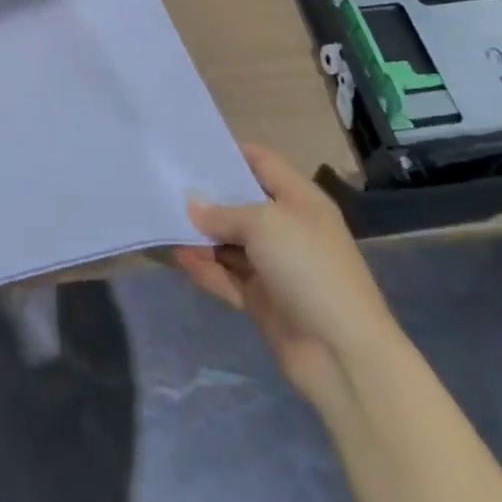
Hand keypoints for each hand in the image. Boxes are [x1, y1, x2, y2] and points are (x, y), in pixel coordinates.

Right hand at [172, 145, 397, 395]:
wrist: (342, 352)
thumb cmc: (309, 268)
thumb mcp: (265, 224)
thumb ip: (224, 212)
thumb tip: (193, 207)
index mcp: (299, 199)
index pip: (262, 161)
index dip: (230, 152)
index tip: (190, 149)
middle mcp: (287, 228)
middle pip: (241, 202)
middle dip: (206, 196)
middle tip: (164, 184)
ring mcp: (274, 265)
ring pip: (229, 241)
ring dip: (200, 235)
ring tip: (160, 220)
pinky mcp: (262, 299)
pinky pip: (226, 276)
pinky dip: (204, 267)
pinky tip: (175, 257)